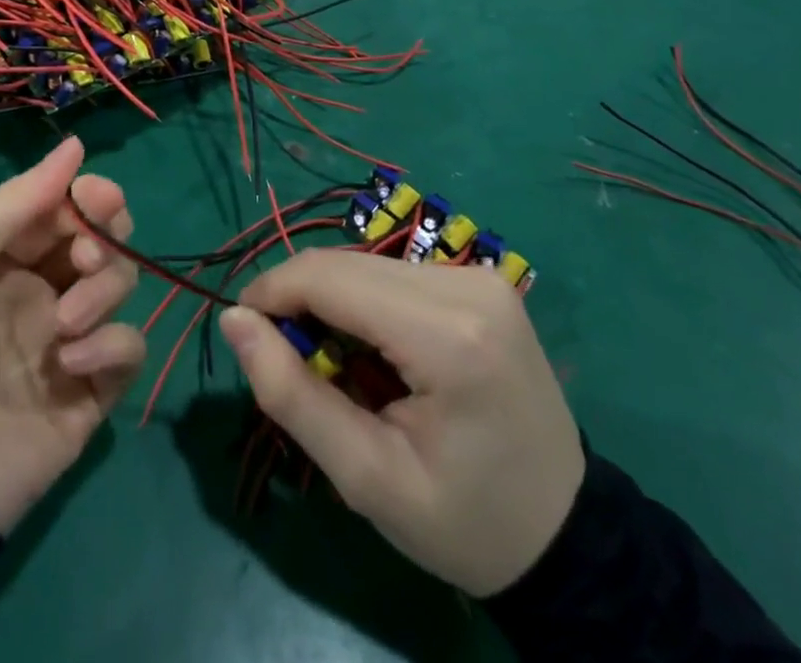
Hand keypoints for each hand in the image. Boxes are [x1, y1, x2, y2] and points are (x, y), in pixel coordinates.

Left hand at [0, 137, 144, 533]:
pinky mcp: (88, 394)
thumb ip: (13, 202)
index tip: (96, 199)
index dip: (88, 195)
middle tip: (82, 257)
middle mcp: (40, 288)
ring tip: (63, 323)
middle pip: (103, 238)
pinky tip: (71, 362)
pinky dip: (112, 345)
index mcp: (2, 253)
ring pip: (121, 285)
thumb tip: (75, 144)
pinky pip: (128, 350)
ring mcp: (66, 341)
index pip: (65, 205)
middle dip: (106, 235)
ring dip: (105, 288)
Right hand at [219, 250, 583, 596]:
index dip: (271, 293)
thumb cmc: (466, 523)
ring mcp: (479, 276)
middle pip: (346, 265)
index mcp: (448, 336)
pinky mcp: (480, 279)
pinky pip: (393, 273)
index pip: (330, 278)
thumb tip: (233, 320)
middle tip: (289, 363)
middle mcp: (466, 284)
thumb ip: (291, 396)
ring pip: (365, 264)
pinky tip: (375, 353)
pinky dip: (364, 303)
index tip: (243, 330)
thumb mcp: (368, 480)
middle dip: (299, 302)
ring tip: (336, 368)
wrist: (567, 536)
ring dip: (332, 303)